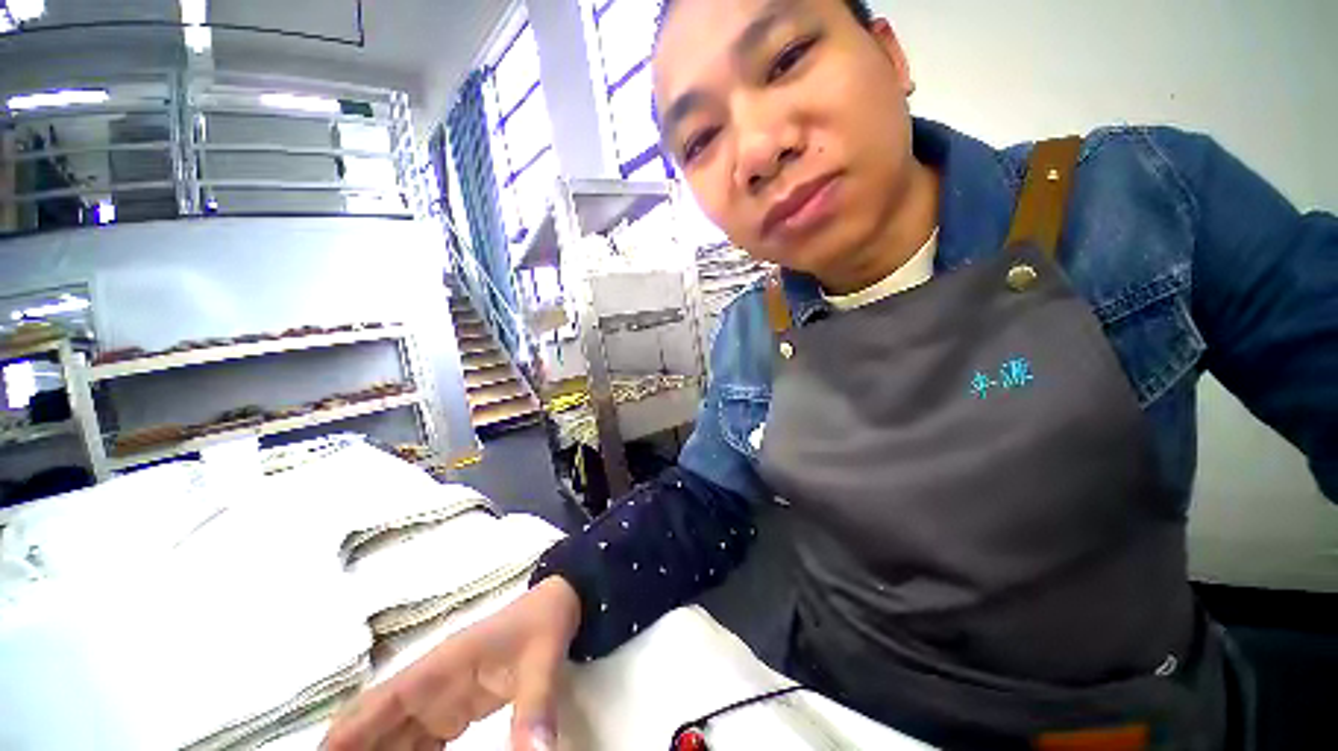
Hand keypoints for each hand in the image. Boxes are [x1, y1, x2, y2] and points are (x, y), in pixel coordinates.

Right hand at [323, 577, 581, 750]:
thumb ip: (534, 710)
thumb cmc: (544, 626)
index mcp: (440, 668)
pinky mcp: (454, 708)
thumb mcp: (541, 663)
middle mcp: (431, 684)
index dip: (344, 736)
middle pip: (376, 725)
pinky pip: (418, 741)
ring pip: (392, 736)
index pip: (379, 704)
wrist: (560, 605)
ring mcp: (441, 696)